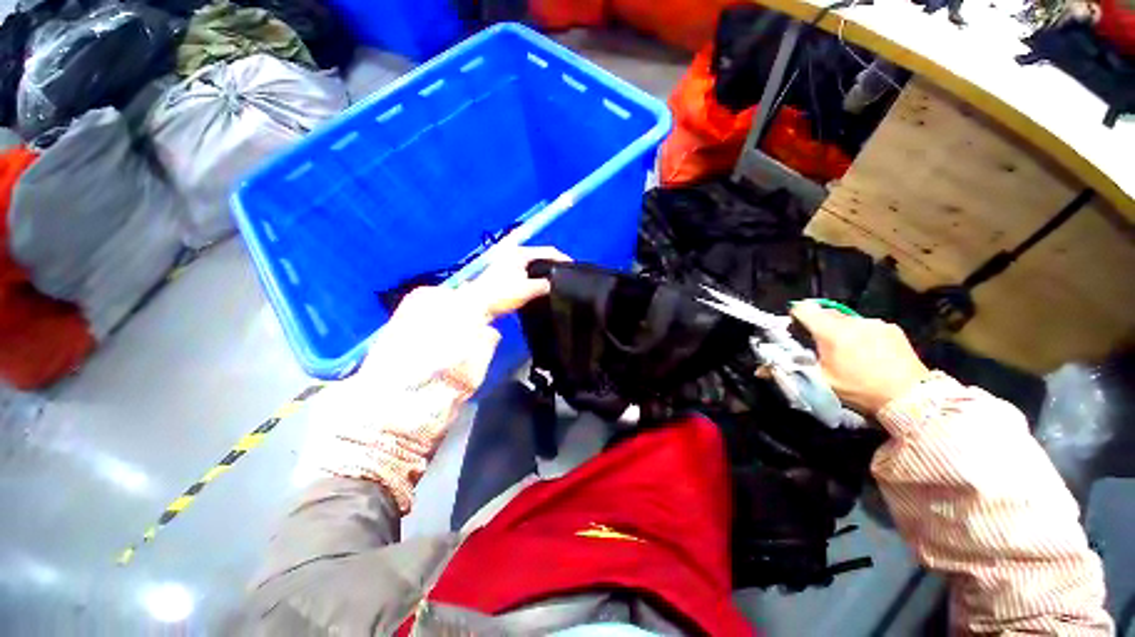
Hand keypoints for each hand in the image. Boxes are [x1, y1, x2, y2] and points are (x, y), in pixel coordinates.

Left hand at [461, 246, 570, 319]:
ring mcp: (509, 263)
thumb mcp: (527, 290)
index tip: (574, 269)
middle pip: (541, 256)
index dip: (563, 259)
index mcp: (521, 253)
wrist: (477, 306)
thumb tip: (557, 285)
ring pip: (534, 265)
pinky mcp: (506, 273)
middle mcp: (515, 254)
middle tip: (567, 277)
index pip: (548, 251)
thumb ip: (545, 285)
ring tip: (556, 283)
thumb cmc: (501, 294)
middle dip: (555, 265)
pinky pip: (528, 272)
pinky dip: (536, 277)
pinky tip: (541, 287)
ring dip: (545, 272)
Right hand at [791, 301, 930, 414]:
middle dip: (818, 324)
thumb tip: (761, 369)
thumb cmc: (859, 389)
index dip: (795, 316)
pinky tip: (870, 352)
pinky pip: (868, 325)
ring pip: (847, 319)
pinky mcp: (892, 329)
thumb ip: (793, 370)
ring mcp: (874, 323)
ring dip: (842, 329)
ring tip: (848, 351)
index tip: (795, 328)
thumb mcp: (821, 382)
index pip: (804, 309)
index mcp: (830, 331)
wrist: (910, 398)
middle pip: (826, 312)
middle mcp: (851, 321)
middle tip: (820, 344)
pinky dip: (863, 334)